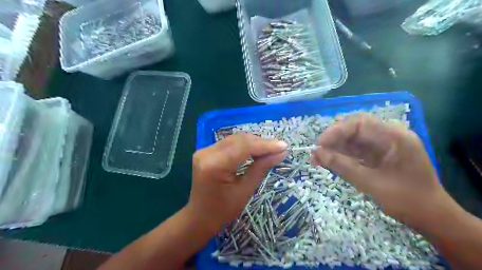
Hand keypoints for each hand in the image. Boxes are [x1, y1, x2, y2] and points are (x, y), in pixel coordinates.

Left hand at [186, 134, 286, 232]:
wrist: (199, 217)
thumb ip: (261, 168)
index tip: (284, 146)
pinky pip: (229, 143)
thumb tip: (281, 153)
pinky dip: (244, 145)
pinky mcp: (206, 151)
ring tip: (270, 150)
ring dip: (253, 143)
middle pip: (239, 139)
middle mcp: (206, 153)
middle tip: (279, 149)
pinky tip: (255, 151)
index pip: (244, 147)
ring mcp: (204, 150)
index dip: (265, 145)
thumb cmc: (222, 211)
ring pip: (235, 139)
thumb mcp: (245, 191)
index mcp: (215, 166)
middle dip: (261, 143)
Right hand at [313, 112, 448, 229]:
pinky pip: (357, 149)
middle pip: (355, 128)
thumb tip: (317, 153)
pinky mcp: (380, 153)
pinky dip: (343, 155)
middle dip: (334, 138)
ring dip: (335, 147)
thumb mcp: (370, 183)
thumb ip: (342, 165)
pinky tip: (329, 161)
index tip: (319, 145)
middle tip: (317, 152)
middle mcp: (390, 135)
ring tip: (317, 158)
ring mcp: (385, 144)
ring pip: (354, 139)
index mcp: (395, 137)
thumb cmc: (406, 200)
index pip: (359, 123)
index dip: (336, 131)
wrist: (432, 217)